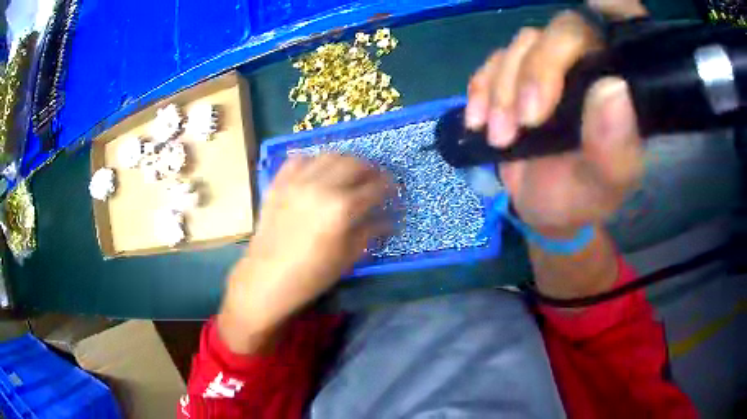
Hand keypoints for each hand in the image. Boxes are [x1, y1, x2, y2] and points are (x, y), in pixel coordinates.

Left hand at [219, 154, 392, 352]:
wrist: (268, 277)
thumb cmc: (312, 274)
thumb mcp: (348, 256)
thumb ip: (371, 232)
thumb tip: (390, 220)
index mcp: (342, 208)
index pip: (375, 186)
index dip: (389, 185)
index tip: (393, 189)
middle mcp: (321, 186)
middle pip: (355, 163)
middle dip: (371, 168)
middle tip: (375, 178)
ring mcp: (297, 181)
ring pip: (328, 155)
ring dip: (345, 159)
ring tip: (350, 171)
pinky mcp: (279, 183)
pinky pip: (299, 159)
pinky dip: (314, 160)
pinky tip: (318, 170)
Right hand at [465, 11, 643, 236]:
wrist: (544, 208)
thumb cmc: (583, 197)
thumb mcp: (605, 186)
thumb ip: (615, 146)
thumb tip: (612, 89)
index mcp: (624, 83)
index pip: (627, 27)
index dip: (616, 6)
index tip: (602, 6)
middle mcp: (591, 63)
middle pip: (563, 30)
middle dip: (537, 71)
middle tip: (526, 121)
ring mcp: (551, 65)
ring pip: (524, 43)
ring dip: (504, 88)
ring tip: (501, 136)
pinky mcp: (517, 74)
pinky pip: (493, 60)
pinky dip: (481, 87)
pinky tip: (479, 119)